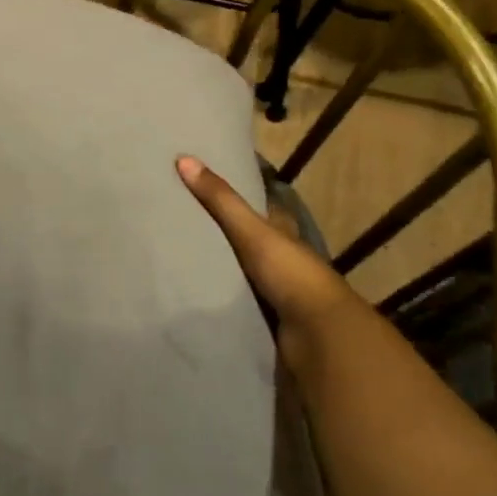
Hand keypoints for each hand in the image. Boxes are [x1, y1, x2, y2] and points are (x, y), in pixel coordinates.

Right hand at [176, 155, 359, 372]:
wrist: (318, 336)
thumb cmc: (291, 274)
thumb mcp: (253, 231)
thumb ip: (221, 200)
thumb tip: (184, 158)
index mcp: (283, 234)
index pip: (264, 208)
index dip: (242, 196)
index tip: (210, 185)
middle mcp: (281, 259)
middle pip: (249, 241)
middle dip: (222, 234)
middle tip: (180, 222)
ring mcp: (274, 292)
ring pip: (240, 272)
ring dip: (218, 269)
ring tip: (177, 258)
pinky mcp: (264, 319)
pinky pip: (235, 302)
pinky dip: (217, 298)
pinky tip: (191, 294)